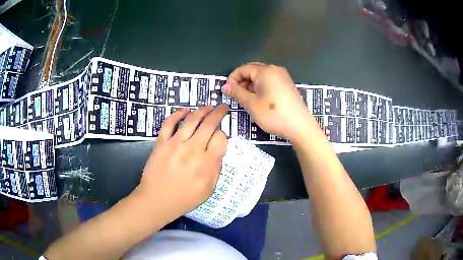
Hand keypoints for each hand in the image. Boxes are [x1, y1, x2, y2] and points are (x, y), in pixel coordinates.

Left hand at [136, 105, 227, 222]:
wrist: (157, 200)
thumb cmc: (184, 199)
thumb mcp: (208, 190)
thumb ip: (216, 169)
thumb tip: (218, 150)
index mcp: (207, 164)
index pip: (221, 139)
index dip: (223, 134)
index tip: (220, 137)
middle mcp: (192, 150)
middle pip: (209, 124)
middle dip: (218, 113)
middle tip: (222, 107)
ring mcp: (175, 144)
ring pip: (192, 119)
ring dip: (202, 110)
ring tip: (208, 106)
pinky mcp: (161, 142)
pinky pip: (169, 123)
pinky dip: (178, 113)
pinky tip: (185, 110)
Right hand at [222, 62, 312, 141]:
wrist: (300, 126)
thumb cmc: (273, 114)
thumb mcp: (251, 104)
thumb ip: (237, 92)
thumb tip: (225, 86)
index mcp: (265, 71)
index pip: (243, 69)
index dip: (232, 79)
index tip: (227, 91)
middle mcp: (275, 69)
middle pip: (252, 70)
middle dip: (242, 82)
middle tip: (236, 96)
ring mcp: (283, 77)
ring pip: (261, 77)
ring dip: (251, 85)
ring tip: (247, 99)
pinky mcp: (288, 85)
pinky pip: (270, 81)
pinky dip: (261, 88)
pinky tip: (260, 100)